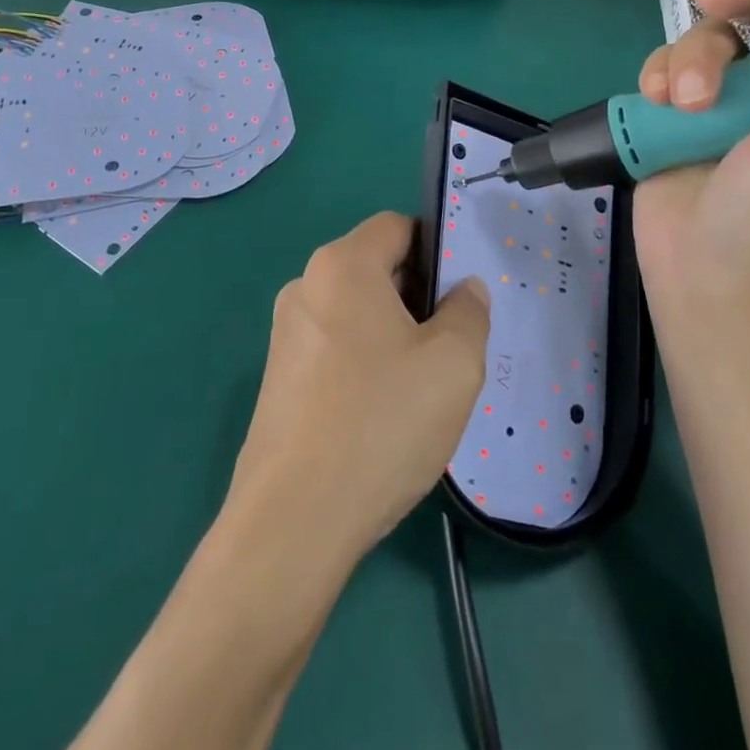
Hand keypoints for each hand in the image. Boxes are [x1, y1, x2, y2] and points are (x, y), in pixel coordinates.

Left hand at [225, 213, 490, 567]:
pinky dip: (366, 363)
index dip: (437, 250)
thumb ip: (469, 312)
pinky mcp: (279, 377)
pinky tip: (386, 415)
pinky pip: (336, 348)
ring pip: (358, 312)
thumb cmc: (380, 423)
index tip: (463, 296)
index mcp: (342, 266)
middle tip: (452, 346)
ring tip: (423, 387)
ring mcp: (286, 334)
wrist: (293, 521)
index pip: (397, 227)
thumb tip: (465, 290)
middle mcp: (306, 287)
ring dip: (396, 334)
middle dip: (419, 297)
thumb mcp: (453, 363)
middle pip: (376, 268)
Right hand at [633, 0, 749, 339]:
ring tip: (684, 105)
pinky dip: (659, 75)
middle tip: (714, 2)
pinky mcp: (683, 118)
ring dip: (691, 57)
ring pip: (709, 37)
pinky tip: (657, 102)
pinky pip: (669, 66)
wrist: (709, 287)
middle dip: (739, 4)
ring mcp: (733, 105)